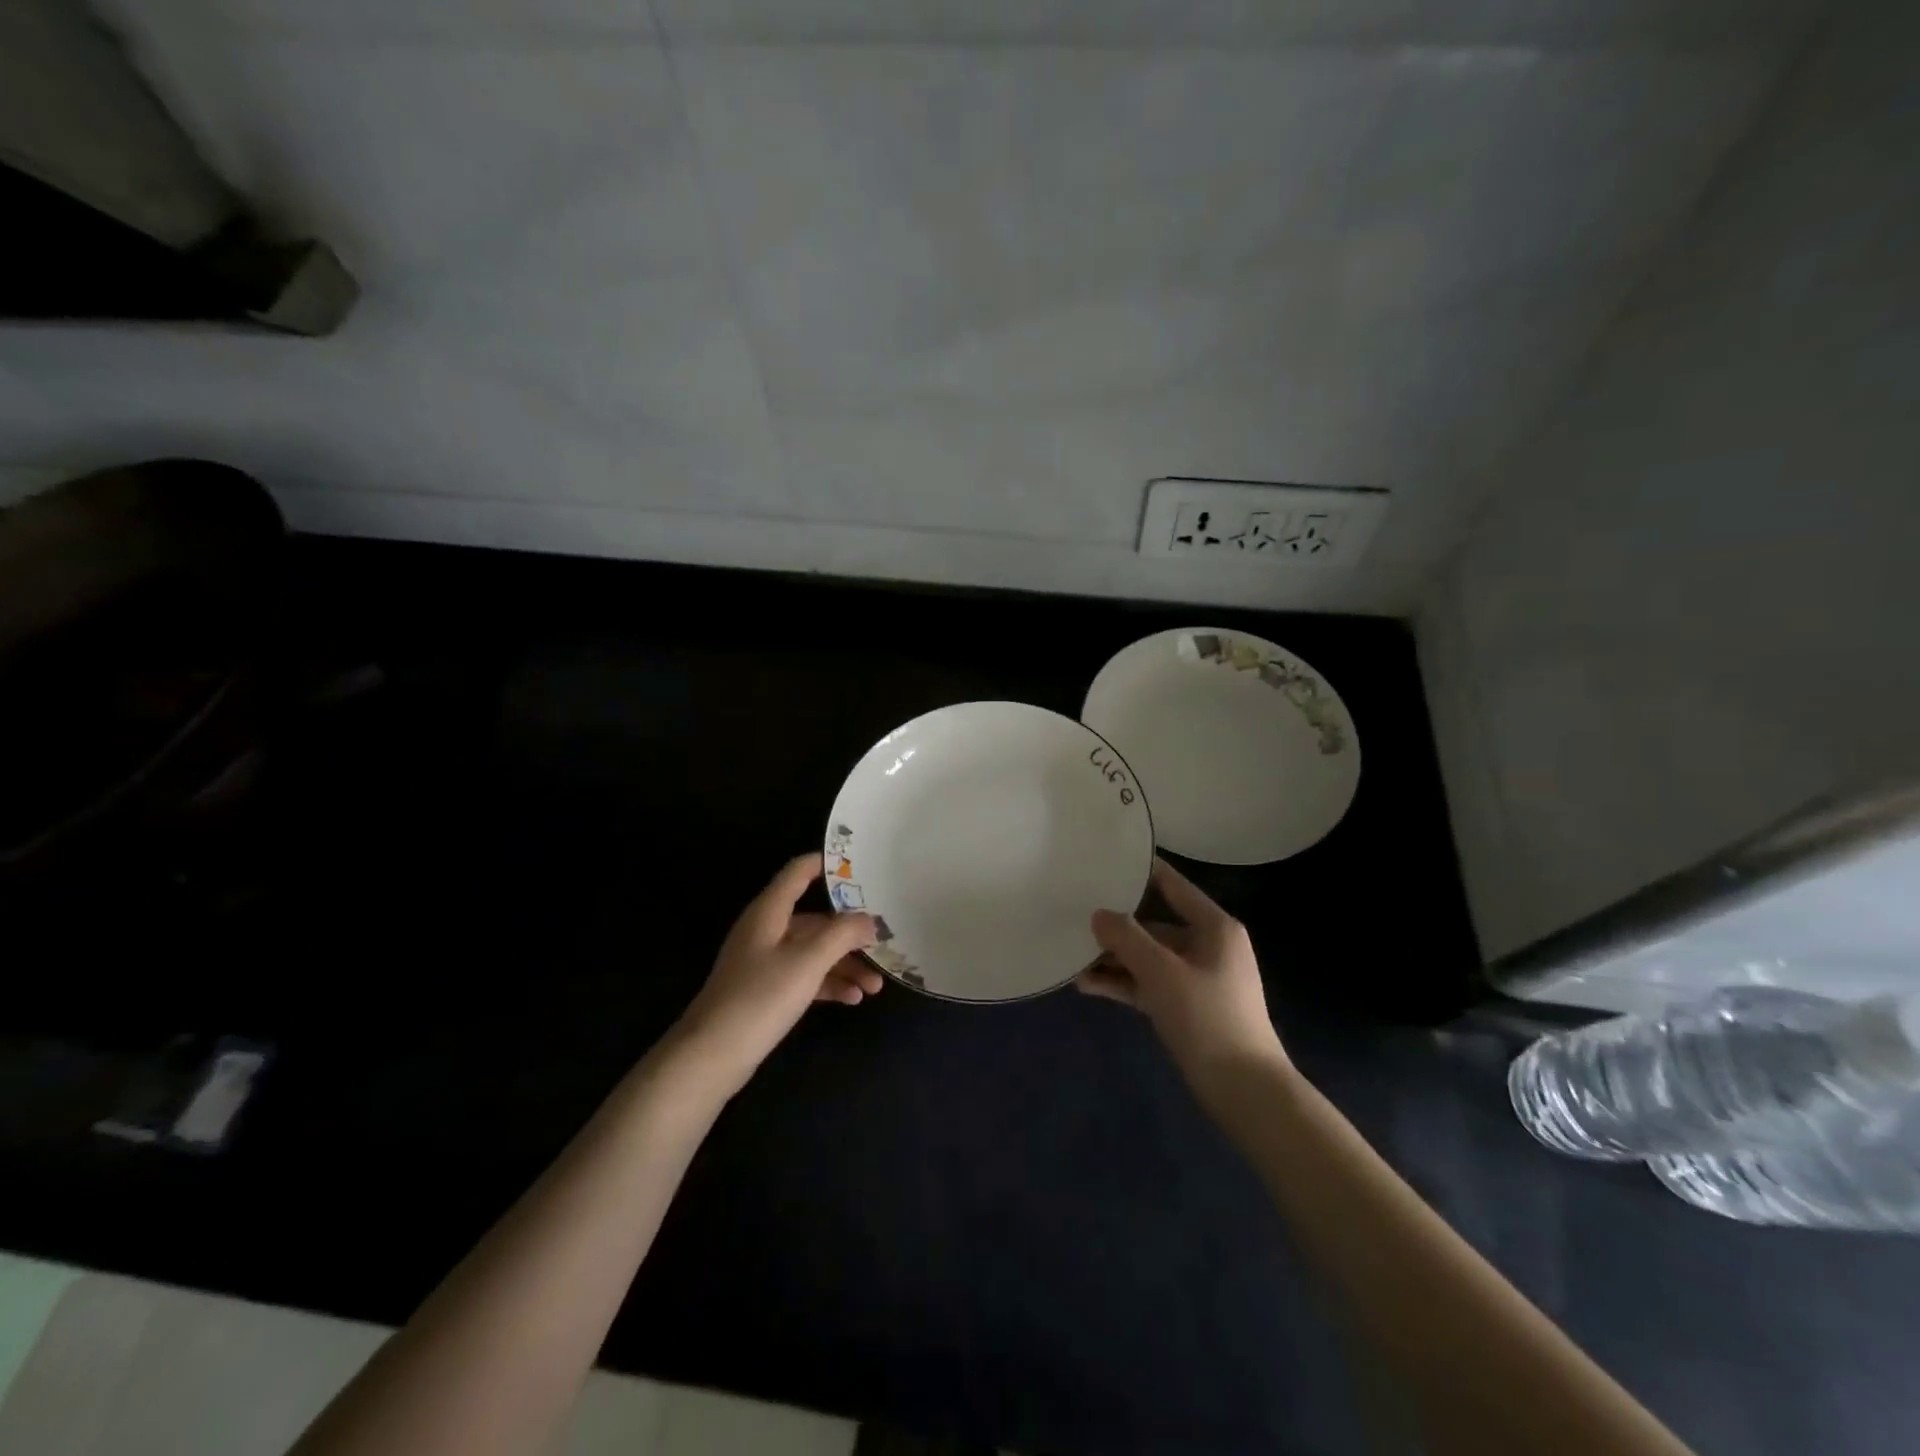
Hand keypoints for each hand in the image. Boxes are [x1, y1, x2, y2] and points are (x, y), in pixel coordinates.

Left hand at [675, 853, 882, 1088]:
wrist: (711, 1056)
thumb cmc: (760, 998)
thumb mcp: (808, 961)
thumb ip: (842, 934)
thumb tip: (869, 920)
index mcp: (769, 912)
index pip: (799, 872)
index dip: (829, 865)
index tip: (863, 866)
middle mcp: (766, 930)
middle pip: (815, 919)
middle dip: (850, 932)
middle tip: (884, 942)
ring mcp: (764, 962)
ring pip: (814, 951)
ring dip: (845, 964)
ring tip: (875, 986)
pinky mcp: (766, 991)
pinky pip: (805, 976)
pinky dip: (829, 984)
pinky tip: (853, 999)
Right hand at [1080, 857, 1286, 1084]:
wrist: (1244, 1091)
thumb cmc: (1208, 1018)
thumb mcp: (1161, 972)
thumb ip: (1127, 938)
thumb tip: (1098, 914)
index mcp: (1214, 927)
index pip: (1172, 885)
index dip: (1139, 872)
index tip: (1103, 861)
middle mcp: (1206, 945)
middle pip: (1154, 924)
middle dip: (1116, 926)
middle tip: (1074, 916)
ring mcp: (1196, 978)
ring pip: (1147, 957)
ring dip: (1113, 959)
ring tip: (1071, 956)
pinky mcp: (1186, 1007)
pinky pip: (1148, 984)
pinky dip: (1122, 983)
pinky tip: (1087, 985)